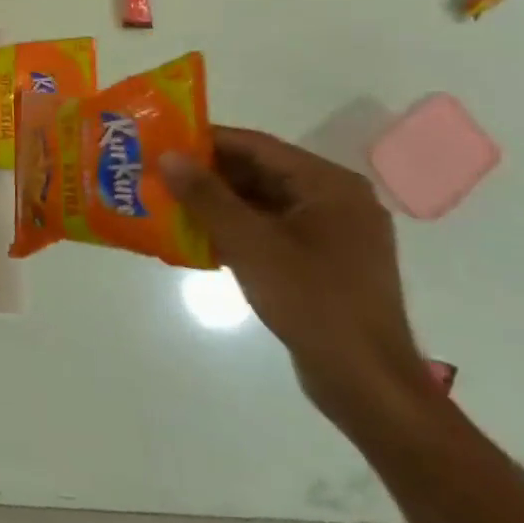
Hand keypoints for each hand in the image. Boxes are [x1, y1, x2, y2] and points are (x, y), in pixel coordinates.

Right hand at [161, 127, 435, 432]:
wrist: (365, 381)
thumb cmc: (312, 300)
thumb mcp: (250, 243)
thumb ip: (206, 196)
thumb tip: (167, 155)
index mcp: (329, 185)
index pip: (256, 146)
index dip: (205, 141)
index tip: (160, 142)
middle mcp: (335, 200)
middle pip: (260, 172)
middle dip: (207, 174)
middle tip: (157, 174)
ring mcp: (331, 234)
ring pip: (263, 203)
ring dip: (217, 203)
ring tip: (167, 203)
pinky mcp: (323, 263)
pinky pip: (271, 230)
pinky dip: (235, 229)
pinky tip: (197, 238)